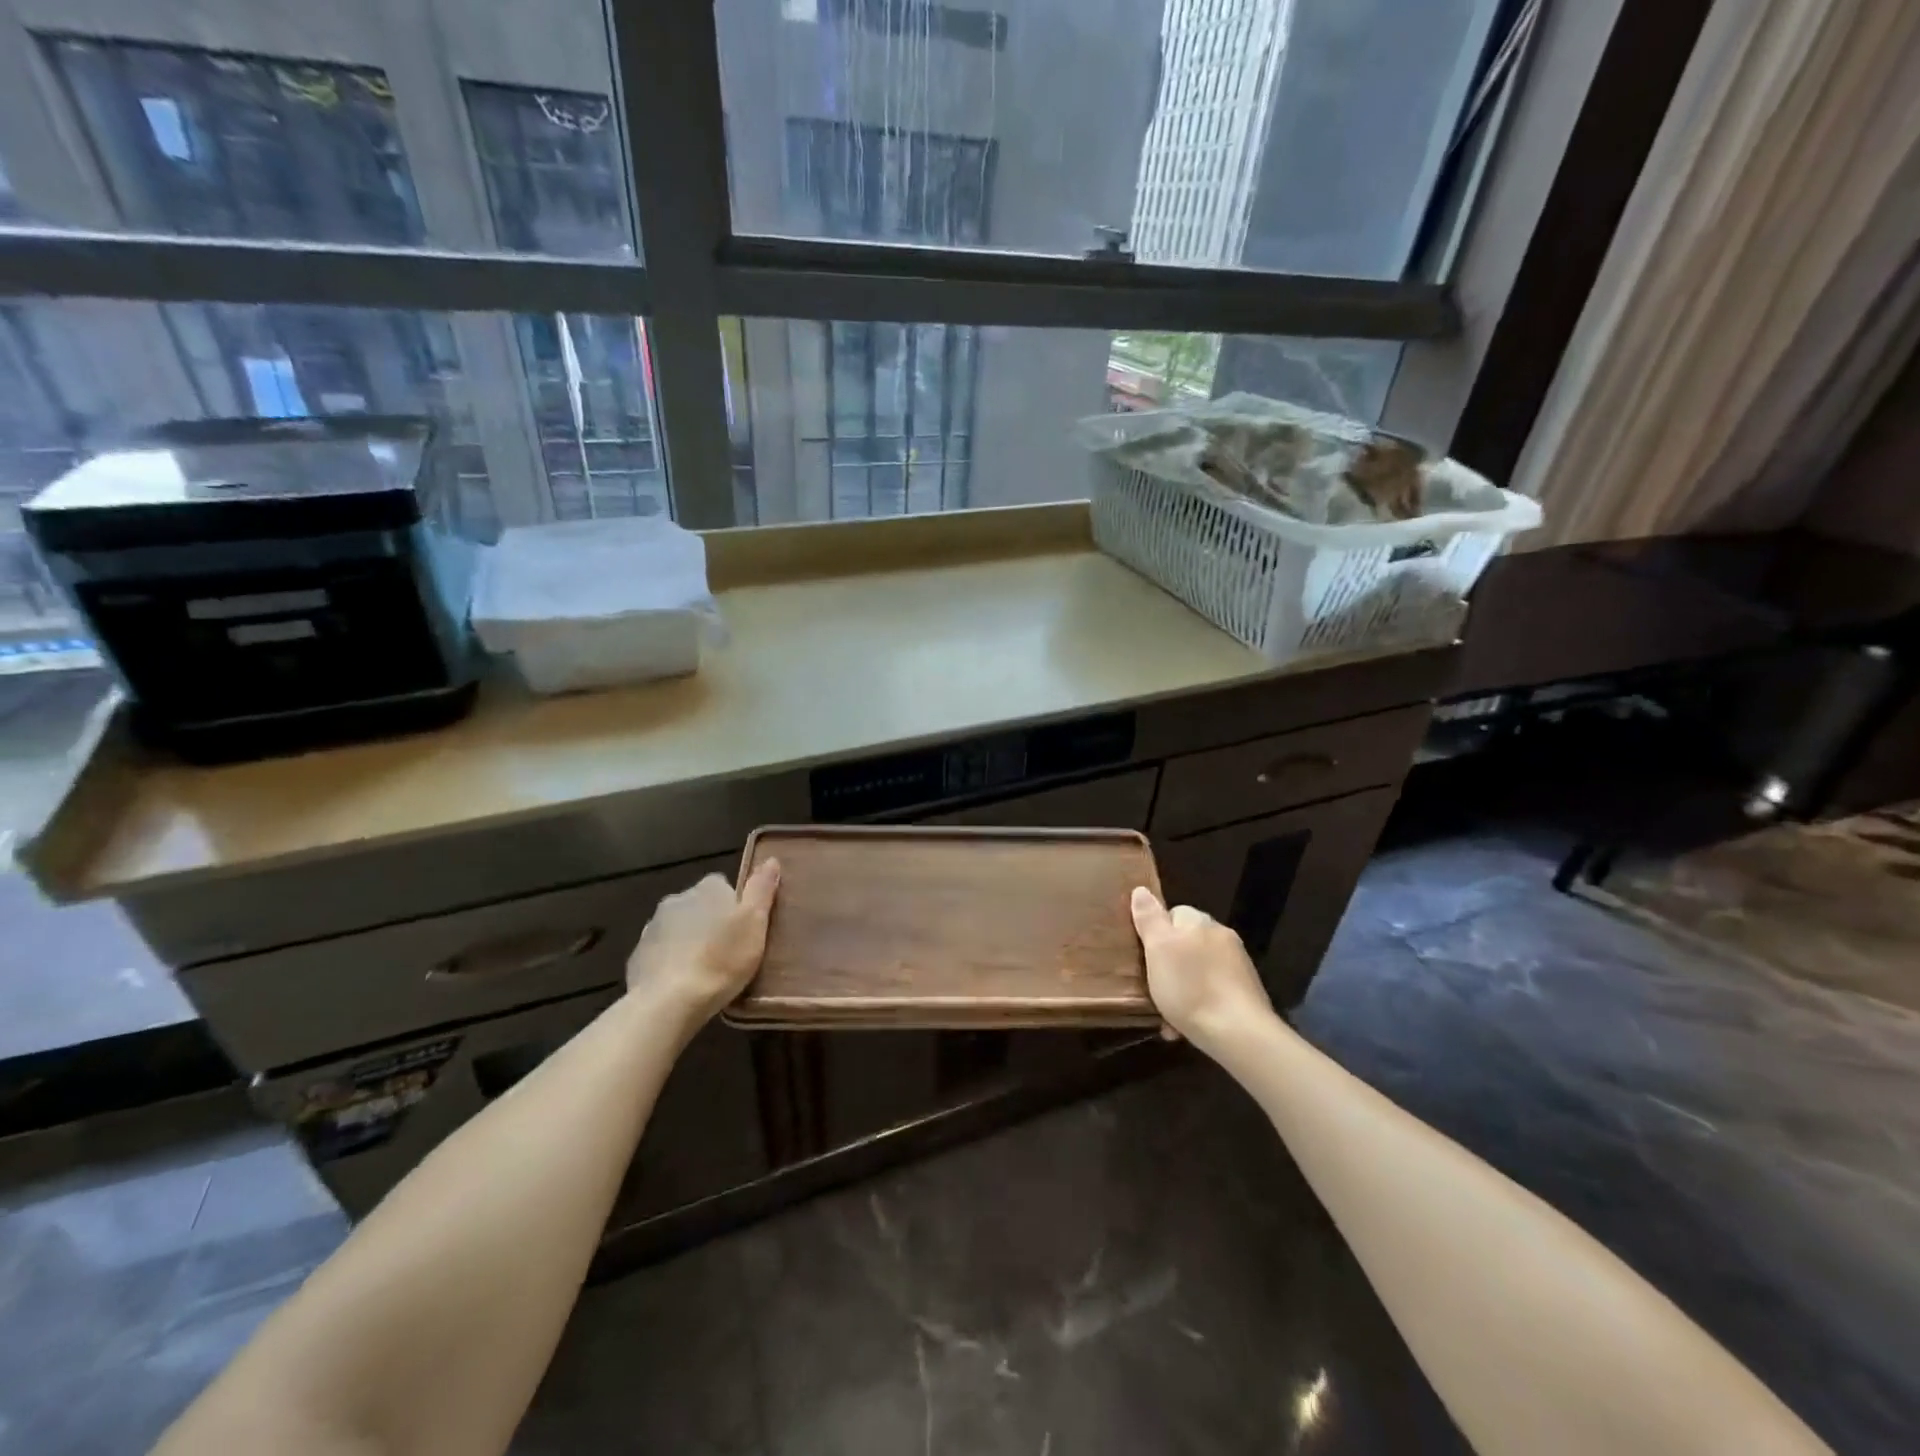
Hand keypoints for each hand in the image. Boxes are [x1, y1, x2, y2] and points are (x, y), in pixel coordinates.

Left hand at [627, 860, 780, 1025]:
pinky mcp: (638, 955)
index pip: (724, 885)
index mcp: (708, 888)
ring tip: (705, 969)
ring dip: (690, 940)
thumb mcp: (754, 923)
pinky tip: (683, 982)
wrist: (669, 1002)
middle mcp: (677, 898)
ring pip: (679, 927)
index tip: (744, 929)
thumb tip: (770, 859)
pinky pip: (661, 951)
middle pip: (700, 905)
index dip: (736, 906)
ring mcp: (653, 926)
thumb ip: (762, 889)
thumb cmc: (721, 959)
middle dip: (711, 922)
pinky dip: (671, 960)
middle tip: (728, 950)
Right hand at [1130, 886, 1273, 1049]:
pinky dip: (1199, 1005)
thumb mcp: (1158, 949)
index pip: (1172, 913)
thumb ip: (1149, 918)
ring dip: (1182, 988)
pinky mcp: (1245, 993)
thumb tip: (1141, 890)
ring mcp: (1237, 965)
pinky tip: (1186, 1027)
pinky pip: (1213, 992)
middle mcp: (1221, 937)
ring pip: (1198, 970)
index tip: (1144, 956)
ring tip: (1167, 1015)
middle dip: (1168, 964)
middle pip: (1185, 943)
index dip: (1155, 933)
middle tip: (1153, 987)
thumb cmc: (1190, 988)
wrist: (1239, 1034)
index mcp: (1199, 922)